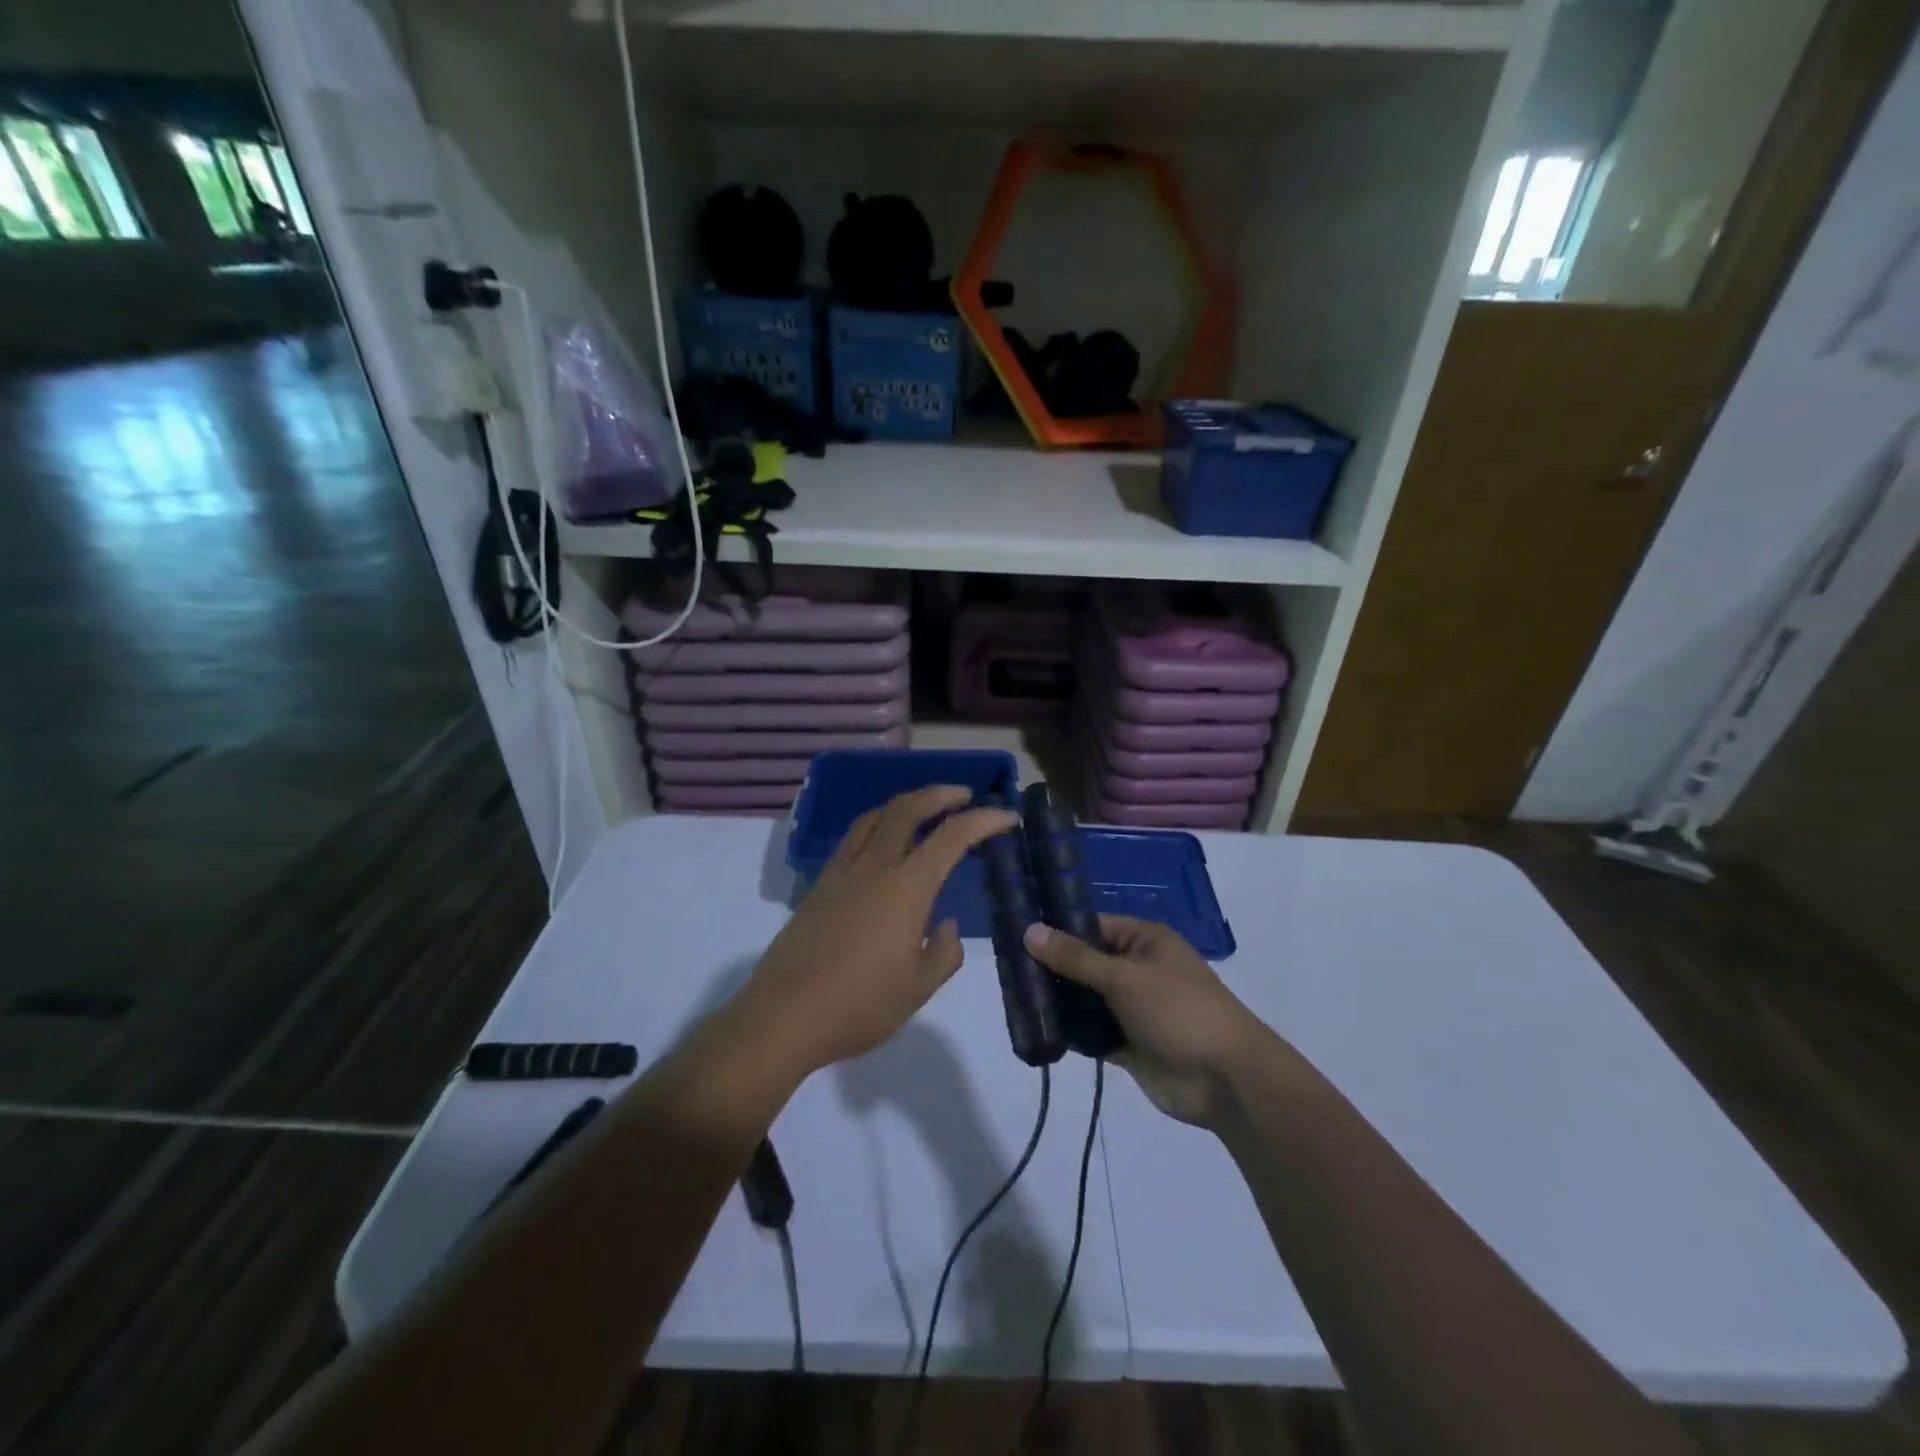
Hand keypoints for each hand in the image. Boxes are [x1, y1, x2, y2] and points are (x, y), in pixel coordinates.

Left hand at [744, 786, 1017, 1075]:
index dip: (984, 820)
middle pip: (907, 809)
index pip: (952, 836)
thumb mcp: (918, 989)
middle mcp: (874, 867)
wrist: (783, 1016)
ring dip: (905, 803)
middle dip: (940, 794)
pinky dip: (877, 823)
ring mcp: (842, 872)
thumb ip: (943, 952)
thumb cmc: (859, 1006)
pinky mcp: (820, 884)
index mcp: (906, 888)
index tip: (1007, 817)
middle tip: (965, 796)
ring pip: (875, 816)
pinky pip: (853, 837)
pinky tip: (883, 843)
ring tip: (924, 810)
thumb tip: (944, 924)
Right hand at [1024, 915, 1274, 1128]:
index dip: (1057, 929)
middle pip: (1085, 962)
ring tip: (1014, 998)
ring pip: (1086, 998)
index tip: (1015, 934)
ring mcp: (1133, 1008)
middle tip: (1007, 970)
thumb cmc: (1179, 1011)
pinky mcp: (1128, 1043)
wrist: (1226, 1080)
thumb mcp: (1124, 977)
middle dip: (1052, 968)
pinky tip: (1037, 1030)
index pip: (1092, 926)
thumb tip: (1029, 930)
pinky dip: (1071, 1032)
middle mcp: (1137, 969)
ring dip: (1059, 1001)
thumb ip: (1075, 957)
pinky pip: (1092, 1031)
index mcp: (1144, 941)